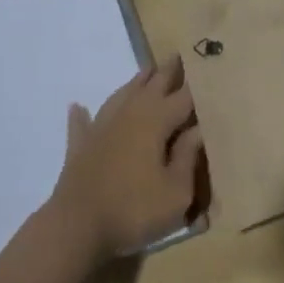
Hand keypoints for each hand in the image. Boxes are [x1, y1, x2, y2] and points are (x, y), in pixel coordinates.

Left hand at [48, 58, 202, 264]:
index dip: (197, 84)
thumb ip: (188, 157)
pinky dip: (82, 114)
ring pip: (122, 94)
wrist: (76, 226)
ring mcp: (101, 126)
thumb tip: (198, 130)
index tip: (207, 67)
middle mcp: (129, 113)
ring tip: (147, 70)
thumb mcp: (176, 192)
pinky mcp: (80, 146)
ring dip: (136, 81)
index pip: (183, 97)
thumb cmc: (134, 209)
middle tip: (178, 55)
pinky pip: (82, 123)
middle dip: (168, 72)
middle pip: (152, 85)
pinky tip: (77, 107)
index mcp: (156, 120)